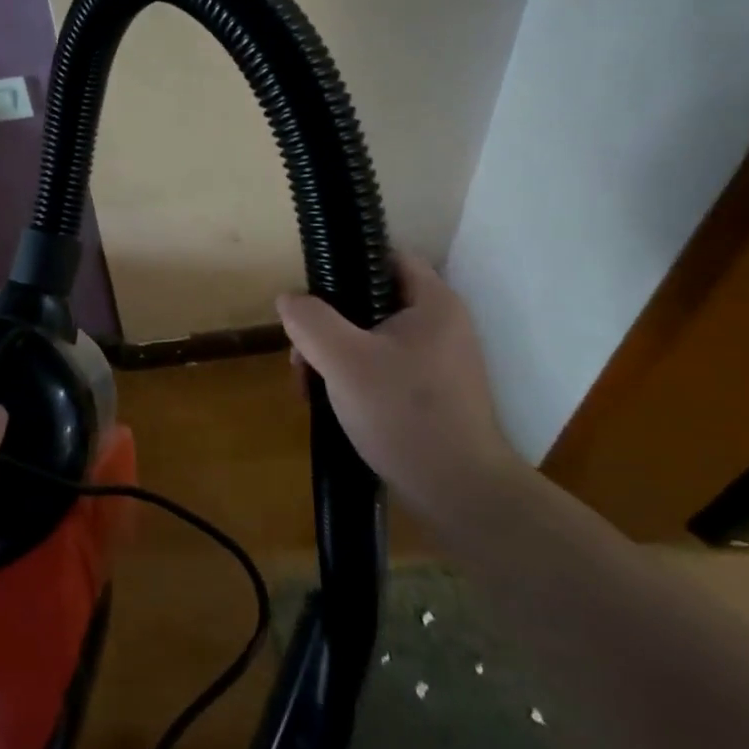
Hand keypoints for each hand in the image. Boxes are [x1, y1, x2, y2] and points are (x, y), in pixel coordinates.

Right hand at [277, 255, 520, 512]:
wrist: (459, 492)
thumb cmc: (403, 413)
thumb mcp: (343, 360)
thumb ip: (310, 321)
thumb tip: (289, 299)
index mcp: (433, 303)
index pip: (387, 256)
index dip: (346, 264)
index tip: (312, 293)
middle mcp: (442, 326)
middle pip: (371, 301)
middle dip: (327, 324)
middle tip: (301, 354)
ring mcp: (439, 362)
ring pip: (371, 339)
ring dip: (333, 355)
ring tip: (308, 386)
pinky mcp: (432, 394)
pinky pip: (383, 369)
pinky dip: (353, 378)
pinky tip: (331, 403)